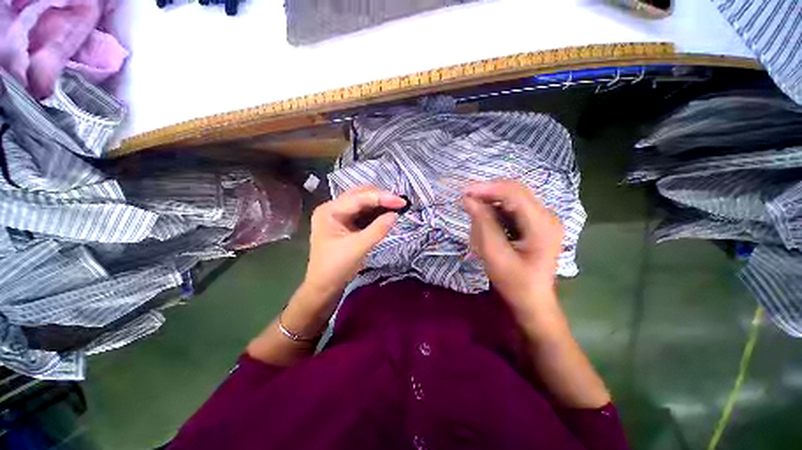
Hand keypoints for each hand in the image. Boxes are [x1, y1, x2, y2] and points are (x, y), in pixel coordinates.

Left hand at [304, 186, 404, 297]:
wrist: (323, 288)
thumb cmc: (336, 268)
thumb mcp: (358, 248)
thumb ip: (378, 229)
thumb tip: (395, 214)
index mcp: (329, 211)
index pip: (359, 198)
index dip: (382, 198)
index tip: (402, 201)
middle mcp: (331, 209)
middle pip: (359, 195)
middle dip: (380, 197)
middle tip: (401, 202)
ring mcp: (336, 217)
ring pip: (360, 203)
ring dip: (378, 204)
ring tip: (397, 206)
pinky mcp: (342, 226)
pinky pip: (360, 214)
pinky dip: (373, 213)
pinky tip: (386, 215)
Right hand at [462, 180, 563, 307]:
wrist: (535, 304)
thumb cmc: (517, 285)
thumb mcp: (496, 258)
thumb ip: (483, 226)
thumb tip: (468, 200)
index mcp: (542, 224)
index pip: (514, 193)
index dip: (487, 189)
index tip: (463, 193)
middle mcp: (549, 216)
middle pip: (516, 192)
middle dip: (489, 195)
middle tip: (466, 204)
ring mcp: (547, 219)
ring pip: (516, 199)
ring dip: (494, 204)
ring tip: (477, 220)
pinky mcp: (542, 224)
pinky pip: (519, 209)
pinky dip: (502, 213)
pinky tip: (491, 226)